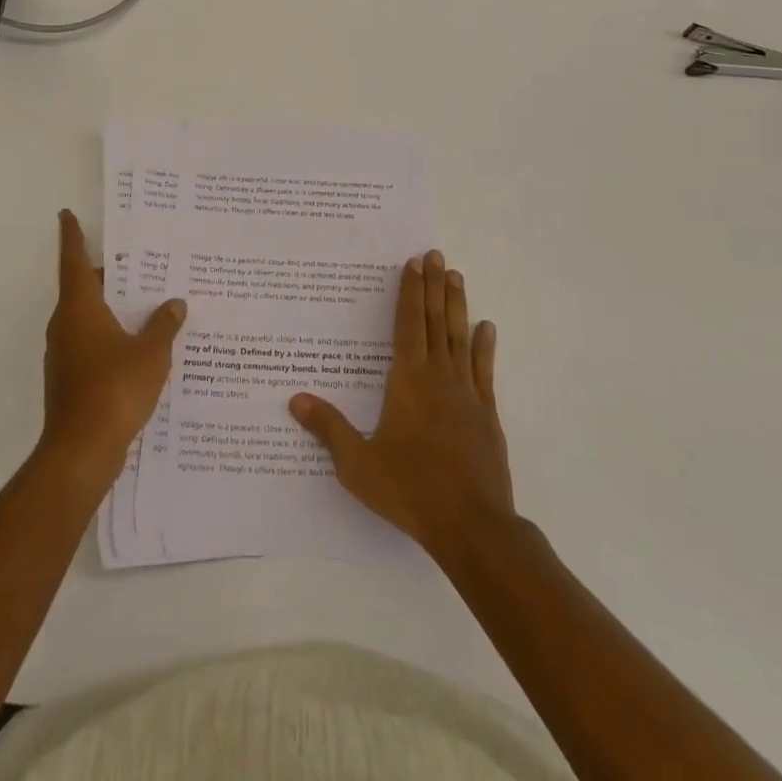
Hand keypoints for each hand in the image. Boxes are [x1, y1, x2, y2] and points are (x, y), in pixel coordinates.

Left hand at [40, 210, 185, 486]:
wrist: (81, 452)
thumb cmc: (114, 389)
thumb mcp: (151, 353)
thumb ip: (164, 325)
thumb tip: (174, 303)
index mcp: (80, 308)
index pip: (74, 261)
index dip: (72, 236)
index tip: (66, 214)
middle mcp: (66, 326)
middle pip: (85, 289)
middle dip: (110, 275)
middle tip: (140, 261)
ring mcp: (65, 355)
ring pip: (89, 318)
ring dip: (113, 308)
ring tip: (148, 301)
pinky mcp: (70, 380)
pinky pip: (93, 344)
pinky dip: (112, 336)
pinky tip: (141, 345)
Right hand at [290, 249, 514, 559]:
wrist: (472, 526)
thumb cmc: (410, 490)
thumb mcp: (358, 464)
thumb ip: (328, 428)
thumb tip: (295, 399)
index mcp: (407, 382)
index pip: (408, 325)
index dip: (410, 293)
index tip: (413, 264)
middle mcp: (438, 377)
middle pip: (435, 322)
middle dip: (433, 286)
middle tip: (435, 254)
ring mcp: (466, 394)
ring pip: (460, 338)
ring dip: (457, 305)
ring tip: (456, 276)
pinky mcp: (486, 414)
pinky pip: (484, 371)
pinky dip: (484, 347)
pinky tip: (486, 328)